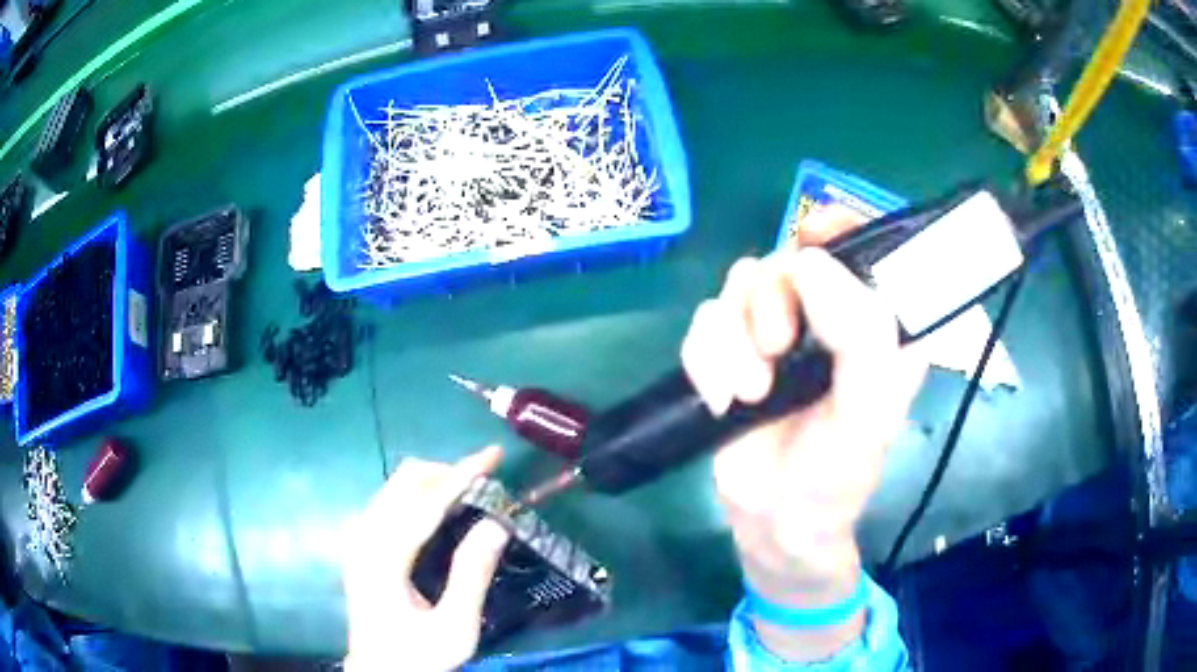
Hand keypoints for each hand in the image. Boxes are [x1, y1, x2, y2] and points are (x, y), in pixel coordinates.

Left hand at [343, 447, 510, 671]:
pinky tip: (440, 511)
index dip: (461, 475)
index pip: (425, 503)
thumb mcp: (456, 628)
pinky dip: (419, 494)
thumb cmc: (418, 656)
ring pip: (394, 486)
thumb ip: (472, 575)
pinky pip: (389, 500)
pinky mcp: (360, 544)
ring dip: (433, 481)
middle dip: (447, 472)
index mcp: (384, 559)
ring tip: (470, 493)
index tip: (493, 455)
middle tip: (487, 482)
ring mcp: (358, 539)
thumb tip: (497, 523)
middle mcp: (364, 539)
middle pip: (404, 482)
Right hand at [681, 207, 926, 658]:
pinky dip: (706, 359)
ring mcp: (774, 331)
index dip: (839, 226)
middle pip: (788, 258)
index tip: (813, 236)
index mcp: (875, 323)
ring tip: (749, 391)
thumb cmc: (835, 472)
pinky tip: (722, 399)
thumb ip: (861, 335)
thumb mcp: (868, 411)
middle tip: (777, 348)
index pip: (864, 246)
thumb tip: (809, 262)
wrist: (773, 520)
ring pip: (740, 285)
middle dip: (773, 300)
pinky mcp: (730, 352)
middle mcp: (826, 316)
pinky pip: (704, 322)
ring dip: (736, 338)